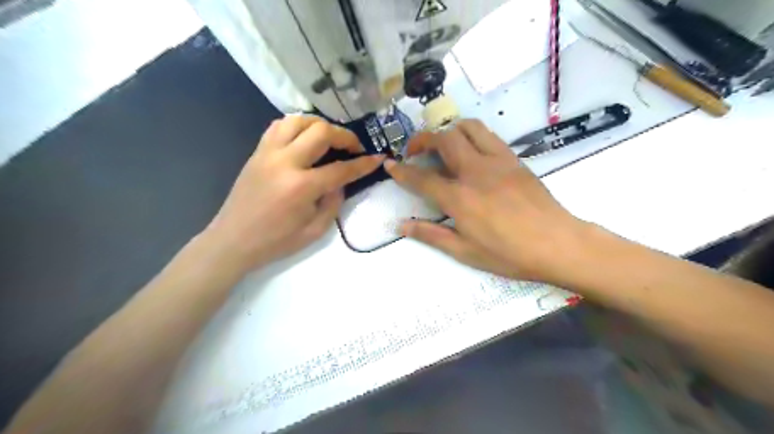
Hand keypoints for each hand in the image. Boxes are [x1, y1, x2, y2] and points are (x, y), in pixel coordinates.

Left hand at [202, 115, 383, 270]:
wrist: (233, 240)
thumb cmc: (276, 241)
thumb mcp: (315, 230)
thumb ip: (333, 202)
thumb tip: (341, 181)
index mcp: (301, 187)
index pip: (341, 169)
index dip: (363, 164)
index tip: (377, 158)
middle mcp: (285, 162)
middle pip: (321, 132)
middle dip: (345, 136)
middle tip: (354, 148)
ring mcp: (268, 153)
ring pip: (298, 120)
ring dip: (320, 125)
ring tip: (330, 138)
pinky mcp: (257, 152)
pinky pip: (278, 126)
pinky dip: (297, 126)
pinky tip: (304, 138)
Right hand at [383, 121, 590, 282]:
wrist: (557, 244)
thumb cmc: (509, 254)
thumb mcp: (465, 251)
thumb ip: (431, 235)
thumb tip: (402, 226)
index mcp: (459, 199)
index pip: (421, 178)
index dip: (402, 171)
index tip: (390, 165)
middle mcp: (475, 172)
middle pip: (443, 140)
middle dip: (422, 140)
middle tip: (414, 152)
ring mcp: (497, 161)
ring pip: (467, 128)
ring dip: (448, 131)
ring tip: (441, 144)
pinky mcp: (514, 159)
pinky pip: (489, 136)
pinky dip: (472, 135)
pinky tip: (470, 151)